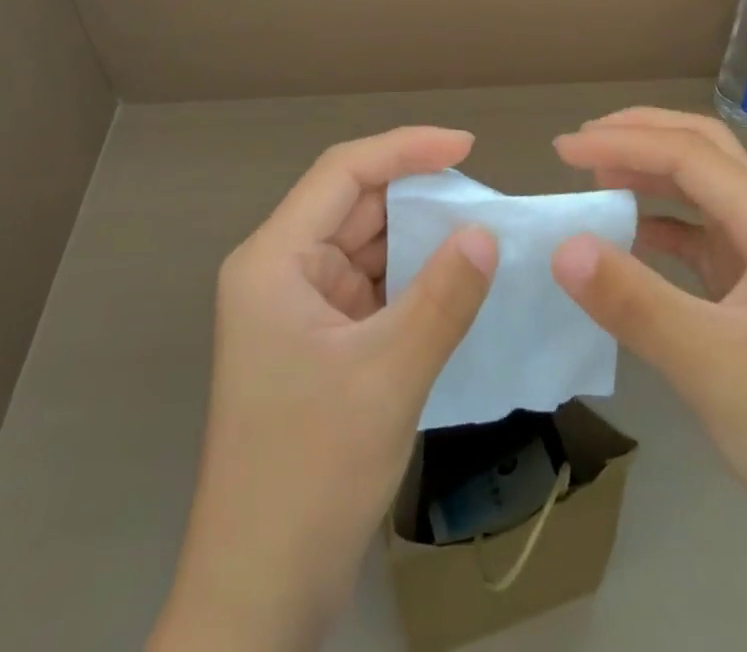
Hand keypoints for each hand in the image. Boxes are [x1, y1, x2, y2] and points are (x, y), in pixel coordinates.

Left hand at [151, 127, 497, 651]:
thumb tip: (487, 234)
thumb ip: (443, 297)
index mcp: (275, 260)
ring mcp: (298, 309)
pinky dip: (412, 281)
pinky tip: (454, 285)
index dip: (406, 149)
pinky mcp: (318, 342)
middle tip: (485, 202)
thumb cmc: (310, 474)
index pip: (344, 172)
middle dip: (418, 198)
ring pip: (367, 247)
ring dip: (419, 241)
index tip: (467, 148)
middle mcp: (281, 271)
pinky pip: (372, 288)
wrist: (259, 597)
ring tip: (480, 237)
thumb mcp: (388, 377)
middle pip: (355, 207)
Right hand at [550, 108, 746, 650]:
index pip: (689, 155)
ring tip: (596, 176)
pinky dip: (661, 222)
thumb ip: (634, 301)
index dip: (622, 143)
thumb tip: (563, 246)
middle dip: (642, 135)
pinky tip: (629, 235)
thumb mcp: (710, 366)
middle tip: (582, 143)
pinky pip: (703, 233)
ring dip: (651, 172)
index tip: (563, 150)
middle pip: (705, 150)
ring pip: (705, 188)